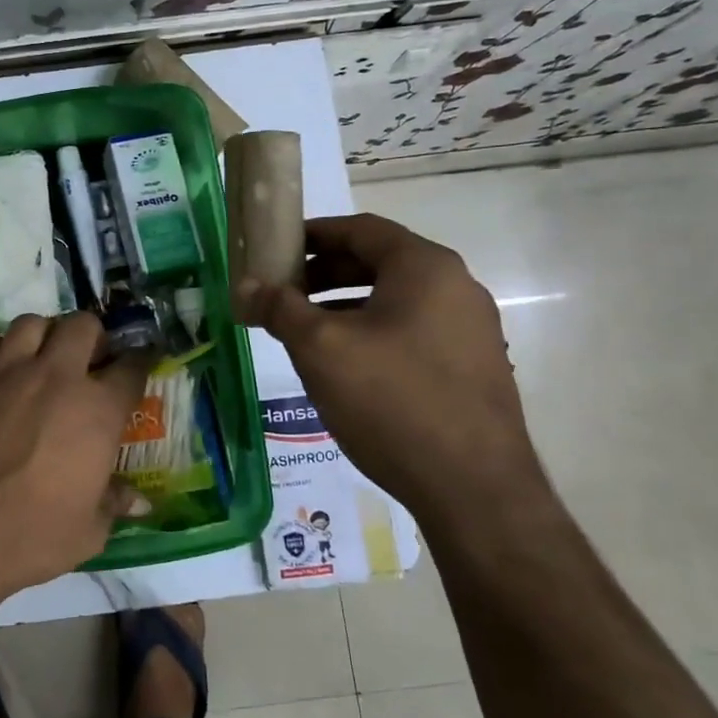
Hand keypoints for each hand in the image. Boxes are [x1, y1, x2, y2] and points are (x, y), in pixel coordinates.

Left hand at [0, 313, 152, 620]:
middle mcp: (55, 377)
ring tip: (39, 362)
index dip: (139, 362)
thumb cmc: (25, 540)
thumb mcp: (86, 533)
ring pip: (32, 322)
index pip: (132, 368)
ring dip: (43, 337)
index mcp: (96, 412)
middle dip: (92, 339)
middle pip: (83, 326)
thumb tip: (140, 500)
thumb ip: (114, 504)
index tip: (136, 366)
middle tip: (86, 364)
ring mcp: (4, 370)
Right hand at [239, 213, 545, 521]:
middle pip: (378, 262)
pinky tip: (344, 365)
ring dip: (344, 306)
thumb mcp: (321, 349)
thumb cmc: (391, 401)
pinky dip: (371, 332)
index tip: (274, 250)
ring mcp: (470, 329)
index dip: (312, 234)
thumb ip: (280, 308)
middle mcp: (456, 287)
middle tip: (281, 294)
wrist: (472, 488)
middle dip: (323, 274)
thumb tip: (245, 286)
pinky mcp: (471, 367)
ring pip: (394, 300)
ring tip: (303, 331)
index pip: (361, 229)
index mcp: (425, 267)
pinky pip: (411, 331)